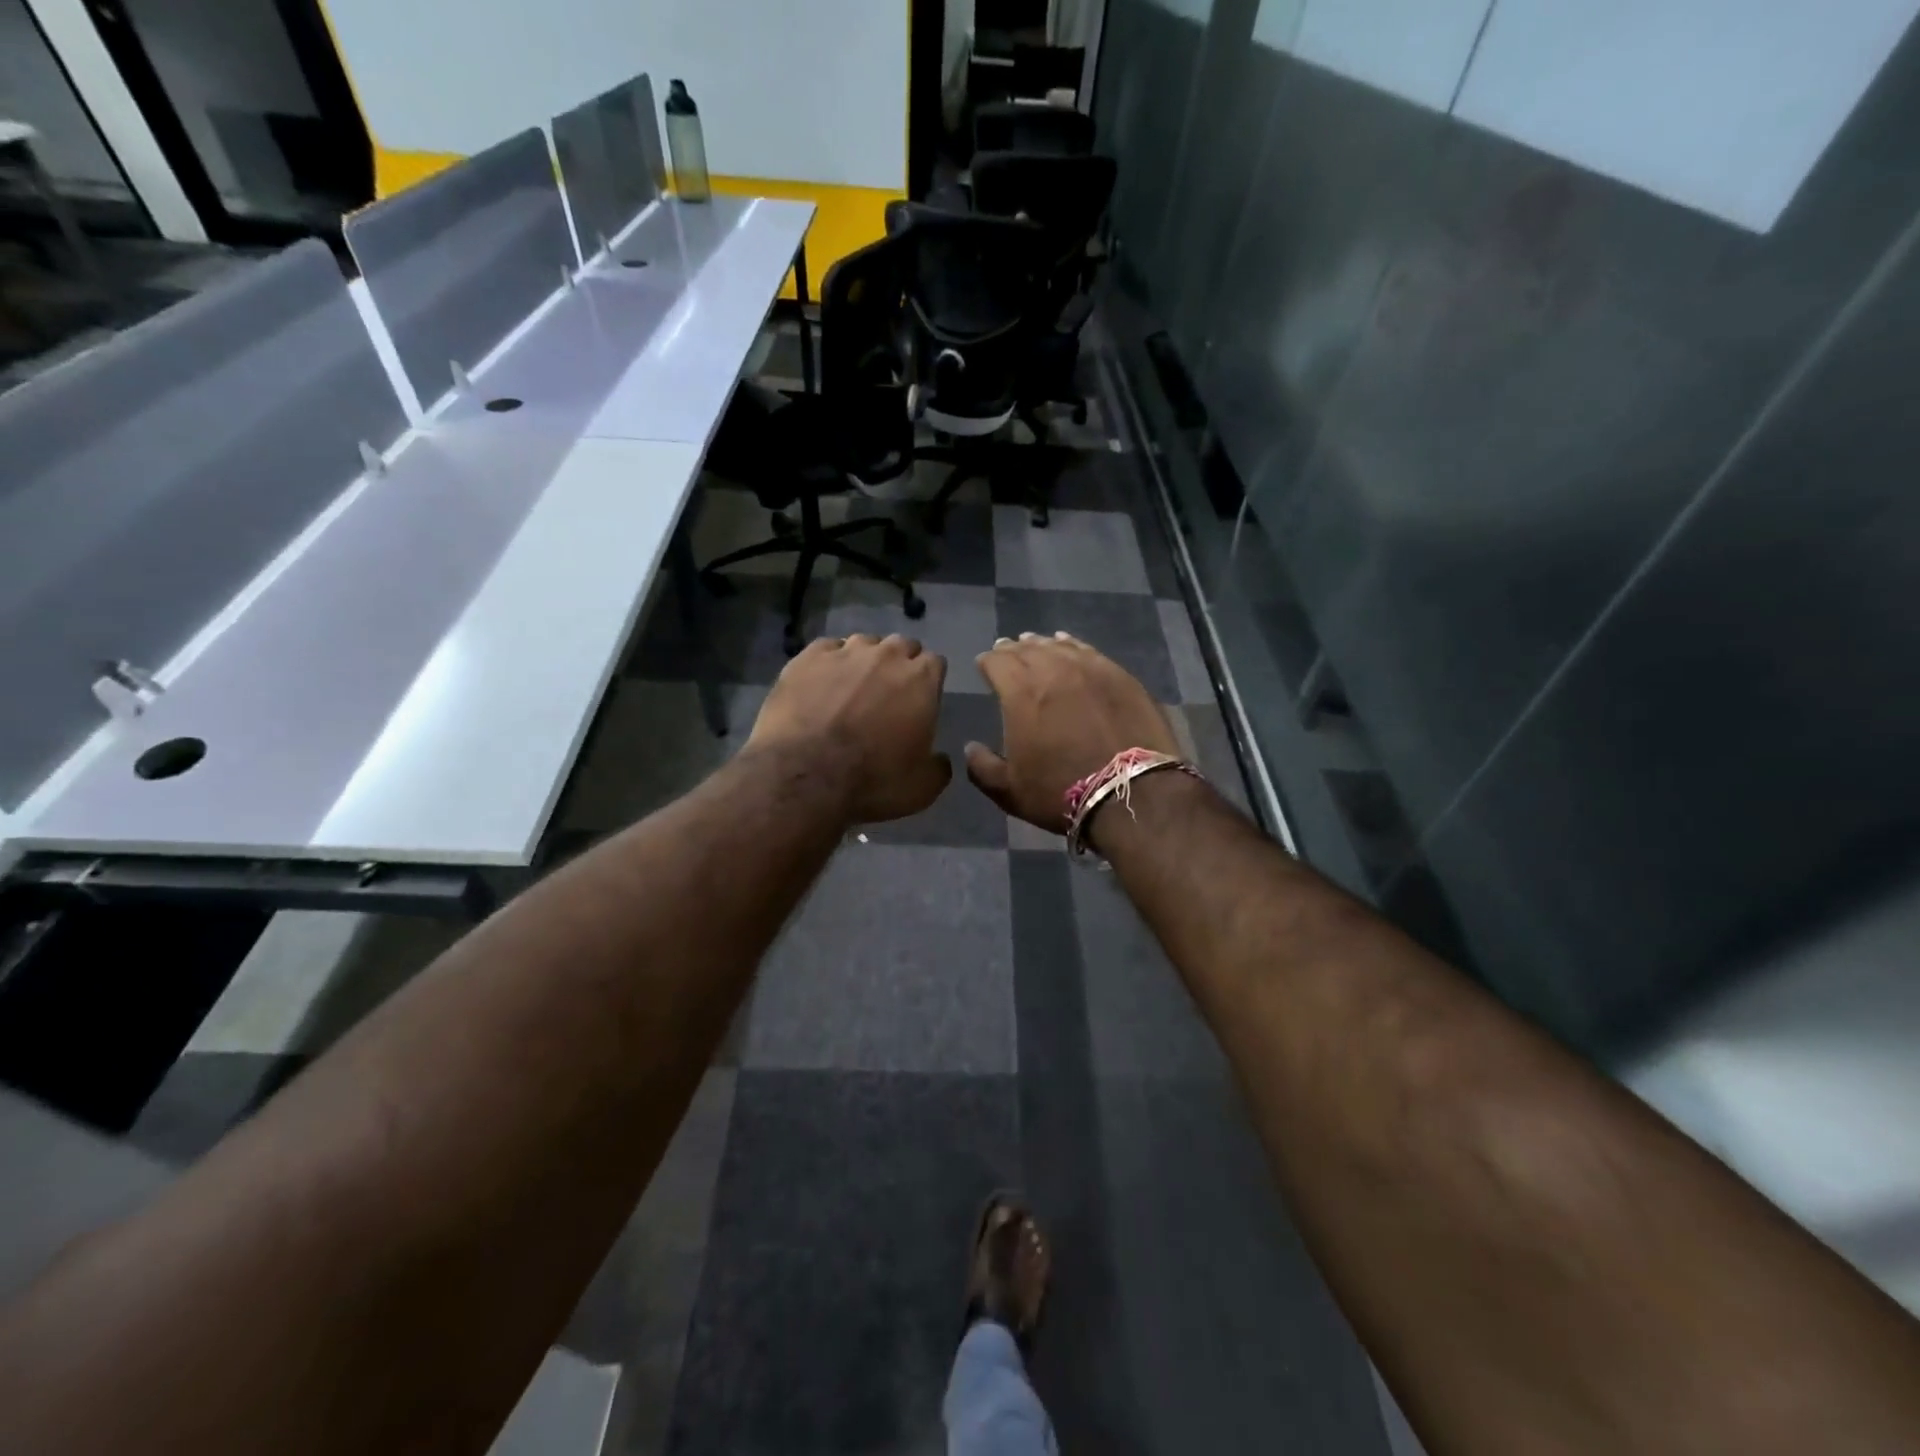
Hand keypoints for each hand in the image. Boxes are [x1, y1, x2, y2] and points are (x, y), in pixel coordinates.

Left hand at [747, 633, 950, 823]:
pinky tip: (821, 685)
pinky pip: (827, 649)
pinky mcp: (808, 657)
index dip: (929, 680)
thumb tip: (940, 758)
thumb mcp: (922, 787)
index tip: (921, 699)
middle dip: (899, 664)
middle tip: (888, 694)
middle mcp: (886, 655)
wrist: (803, 775)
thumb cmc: (872, 781)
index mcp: (921, 679)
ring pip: (864, 643)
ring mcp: (845, 651)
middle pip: (901, 646)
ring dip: (864, 660)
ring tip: (852, 687)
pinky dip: (829, 663)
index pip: (935, 663)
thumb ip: (939, 766)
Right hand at [965, 633, 1178, 833]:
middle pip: (1027, 649)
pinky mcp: (1120, 675)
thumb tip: (970, 747)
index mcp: (1021, 693)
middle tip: (1006, 652)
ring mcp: (1090, 669)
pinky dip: (1073, 645)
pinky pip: (1089, 651)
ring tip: (1034, 644)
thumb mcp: (1009, 791)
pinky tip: (1069, 645)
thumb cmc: (1061, 793)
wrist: (1131, 794)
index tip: (983, 665)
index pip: (997, 662)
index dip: (987, 662)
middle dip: (1012, 650)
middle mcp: (1053, 670)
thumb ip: (982, 767)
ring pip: (1059, 646)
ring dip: (1041, 644)